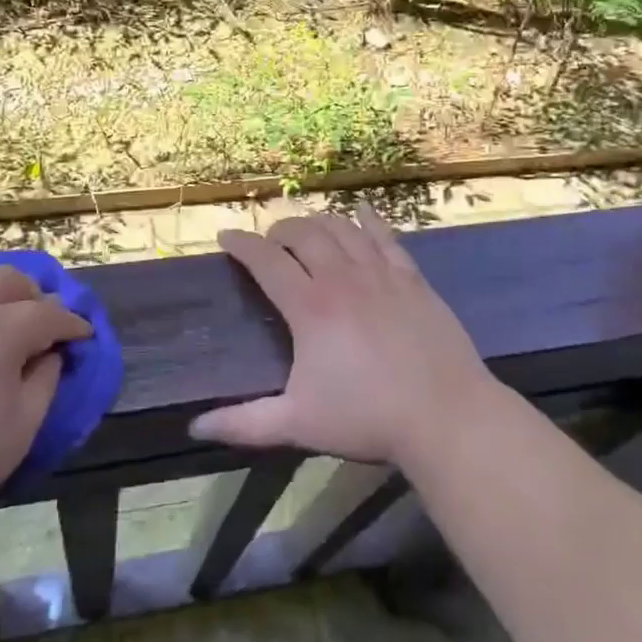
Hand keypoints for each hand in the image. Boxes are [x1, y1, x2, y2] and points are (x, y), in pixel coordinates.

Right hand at [190, 205, 499, 467]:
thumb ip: (244, 423)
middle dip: (279, 230)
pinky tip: (361, 213)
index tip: (225, 238)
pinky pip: (385, 237)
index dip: (242, 244)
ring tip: (307, 231)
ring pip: (342, 228)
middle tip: (270, 242)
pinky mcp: (412, 278)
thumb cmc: (367, 418)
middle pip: (304, 233)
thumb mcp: (298, 424)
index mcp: (310, 307)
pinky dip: (368, 220)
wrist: (445, 415)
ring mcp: (381, 273)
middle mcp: (342, 278)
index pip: (266, 260)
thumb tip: (196, 428)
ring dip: (317, 222)